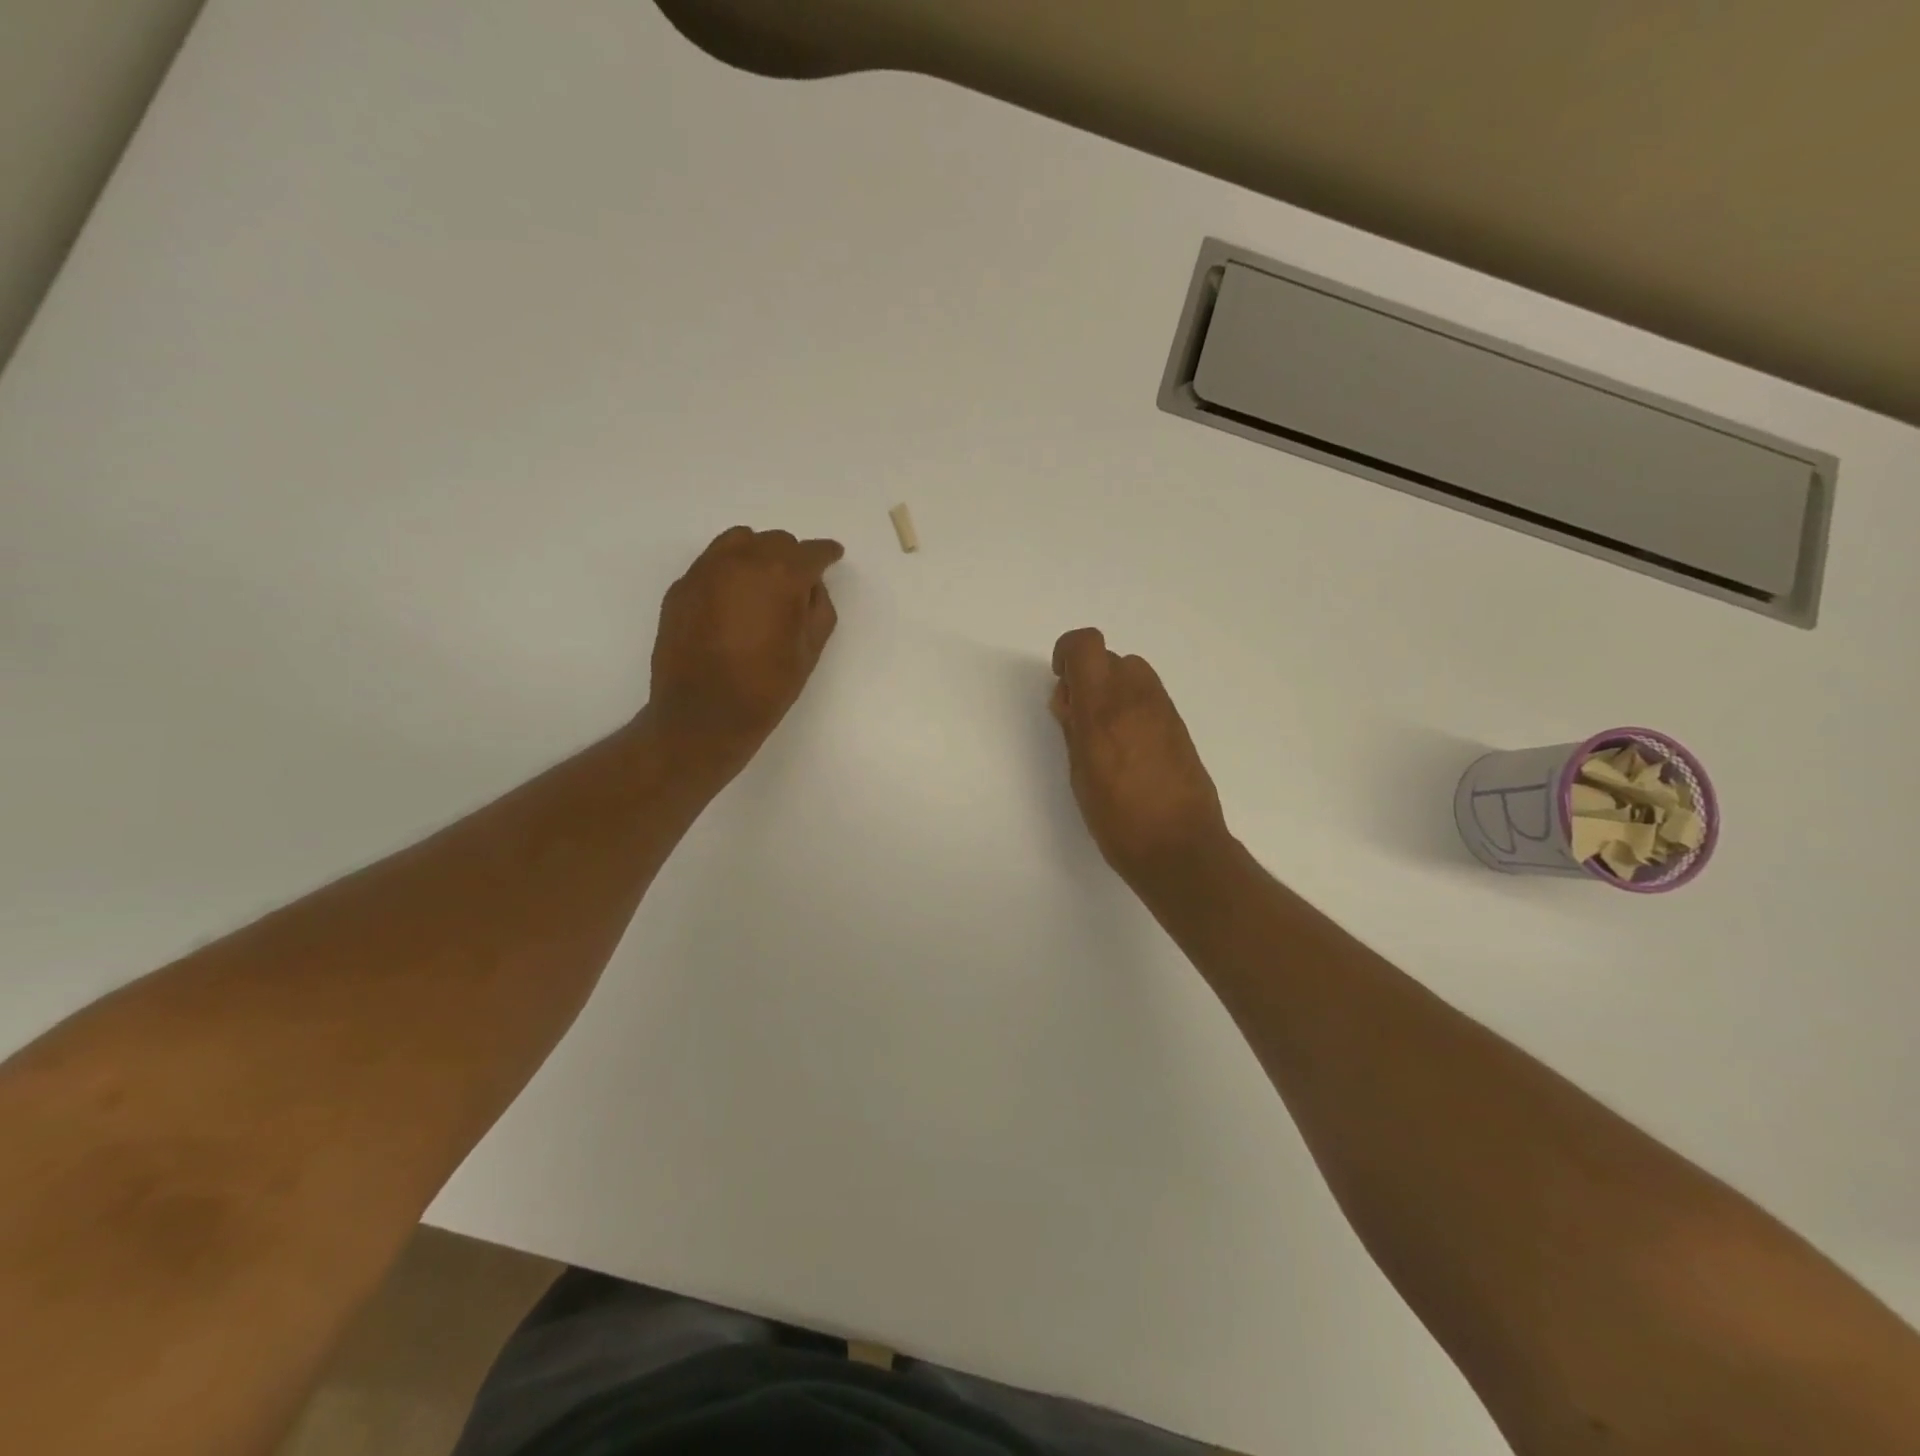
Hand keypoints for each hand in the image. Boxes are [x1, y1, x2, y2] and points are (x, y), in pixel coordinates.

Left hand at [646, 526, 843, 767]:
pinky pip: (711, 564)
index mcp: (781, 575)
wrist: (702, 715)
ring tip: (761, 583)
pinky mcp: (681, 587)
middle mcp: (741, 561)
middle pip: (775, 541)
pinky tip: (731, 603)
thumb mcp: (810, 650)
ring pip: (739, 541)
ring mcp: (705, 571)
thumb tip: (810, 586)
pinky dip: (728, 572)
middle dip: (791, 557)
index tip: (832, 556)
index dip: (826, 554)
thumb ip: (819, 608)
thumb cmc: (766, 687)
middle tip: (797, 584)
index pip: (811, 552)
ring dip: (757, 554)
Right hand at [1050, 628, 1228, 882]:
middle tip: (1080, 718)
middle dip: (1090, 677)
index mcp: (1103, 708)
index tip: (1062, 685)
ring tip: (1105, 735)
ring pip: (1133, 673)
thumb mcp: (1079, 773)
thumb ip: (1073, 729)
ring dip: (1114, 690)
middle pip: (1110, 657)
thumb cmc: (1117, 818)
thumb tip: (1071, 701)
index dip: (1067, 654)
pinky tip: (1130, 749)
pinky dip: (1133, 707)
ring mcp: (1163, 710)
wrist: (1179, 846)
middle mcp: (1136, 698)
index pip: (1085, 645)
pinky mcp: (1180, 725)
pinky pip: (1150, 698)